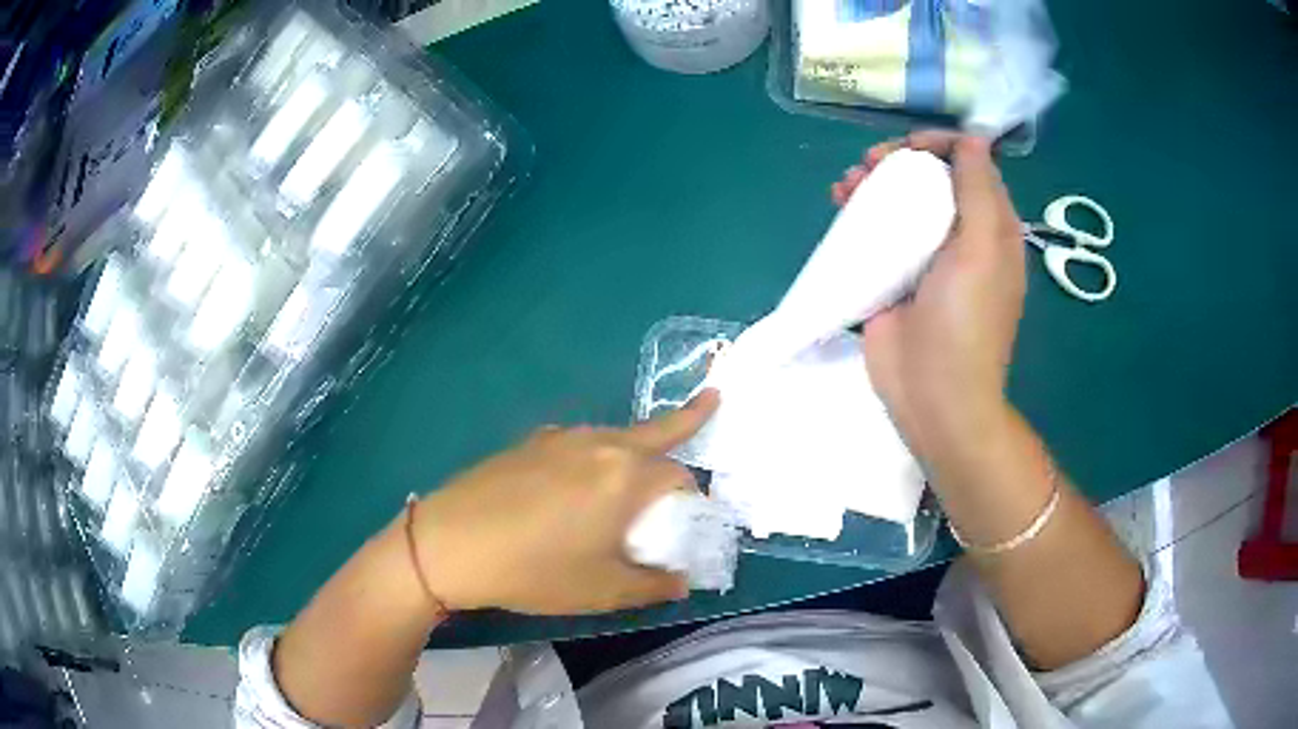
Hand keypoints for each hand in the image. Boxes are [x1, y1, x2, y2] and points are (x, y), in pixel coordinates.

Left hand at [409, 391, 718, 614]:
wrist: (450, 543)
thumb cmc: (534, 569)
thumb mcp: (602, 590)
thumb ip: (652, 586)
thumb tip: (680, 583)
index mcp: (625, 474)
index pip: (680, 472)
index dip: (693, 494)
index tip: (692, 515)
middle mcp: (598, 443)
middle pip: (654, 430)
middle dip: (686, 419)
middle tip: (710, 403)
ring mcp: (560, 438)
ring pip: (615, 436)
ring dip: (636, 447)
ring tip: (632, 477)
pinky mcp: (529, 443)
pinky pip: (579, 444)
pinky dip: (595, 455)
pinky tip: (574, 487)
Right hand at [832, 131, 1024, 462]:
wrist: (933, 396)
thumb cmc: (965, 322)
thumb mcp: (983, 249)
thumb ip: (979, 189)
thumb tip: (974, 138)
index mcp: (992, 229)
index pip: (971, 167)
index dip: (942, 145)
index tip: (910, 146)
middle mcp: (962, 237)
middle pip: (931, 179)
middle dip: (901, 161)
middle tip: (873, 162)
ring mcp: (925, 258)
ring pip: (901, 202)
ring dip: (874, 182)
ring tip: (849, 183)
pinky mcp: (892, 277)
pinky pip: (876, 231)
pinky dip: (858, 211)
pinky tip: (839, 203)